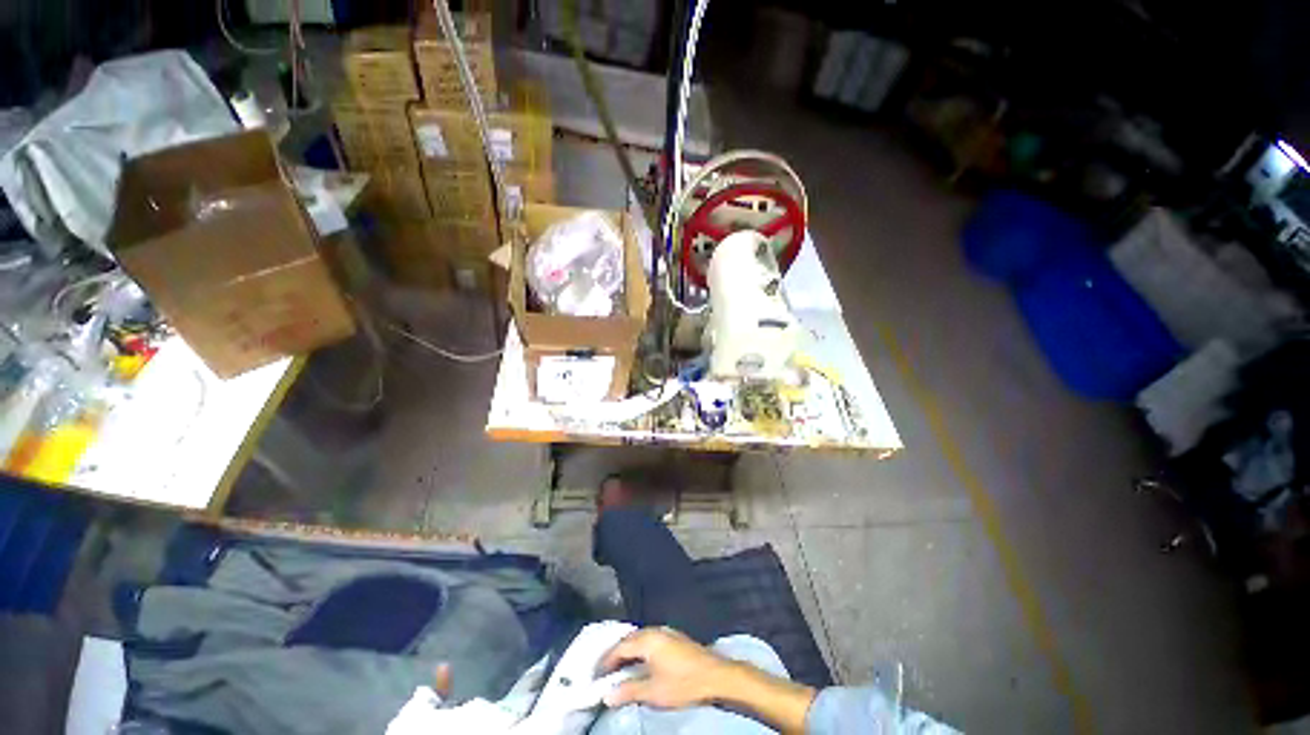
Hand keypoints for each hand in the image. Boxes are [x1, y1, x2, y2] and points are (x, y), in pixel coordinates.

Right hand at [598, 627, 733, 708]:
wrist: (715, 675)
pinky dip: (639, 649)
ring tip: (619, 666)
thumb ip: (629, 690)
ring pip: (640, 638)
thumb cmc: (682, 683)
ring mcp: (666, 632)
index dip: (606, 660)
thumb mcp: (653, 692)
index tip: (595, 674)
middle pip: (629, 639)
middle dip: (616, 653)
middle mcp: (655, 630)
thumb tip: (607, 695)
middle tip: (604, 670)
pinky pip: (649, 639)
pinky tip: (640, 661)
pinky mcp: (674, 637)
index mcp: (647, 639)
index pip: (620, 647)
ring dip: (628, 651)